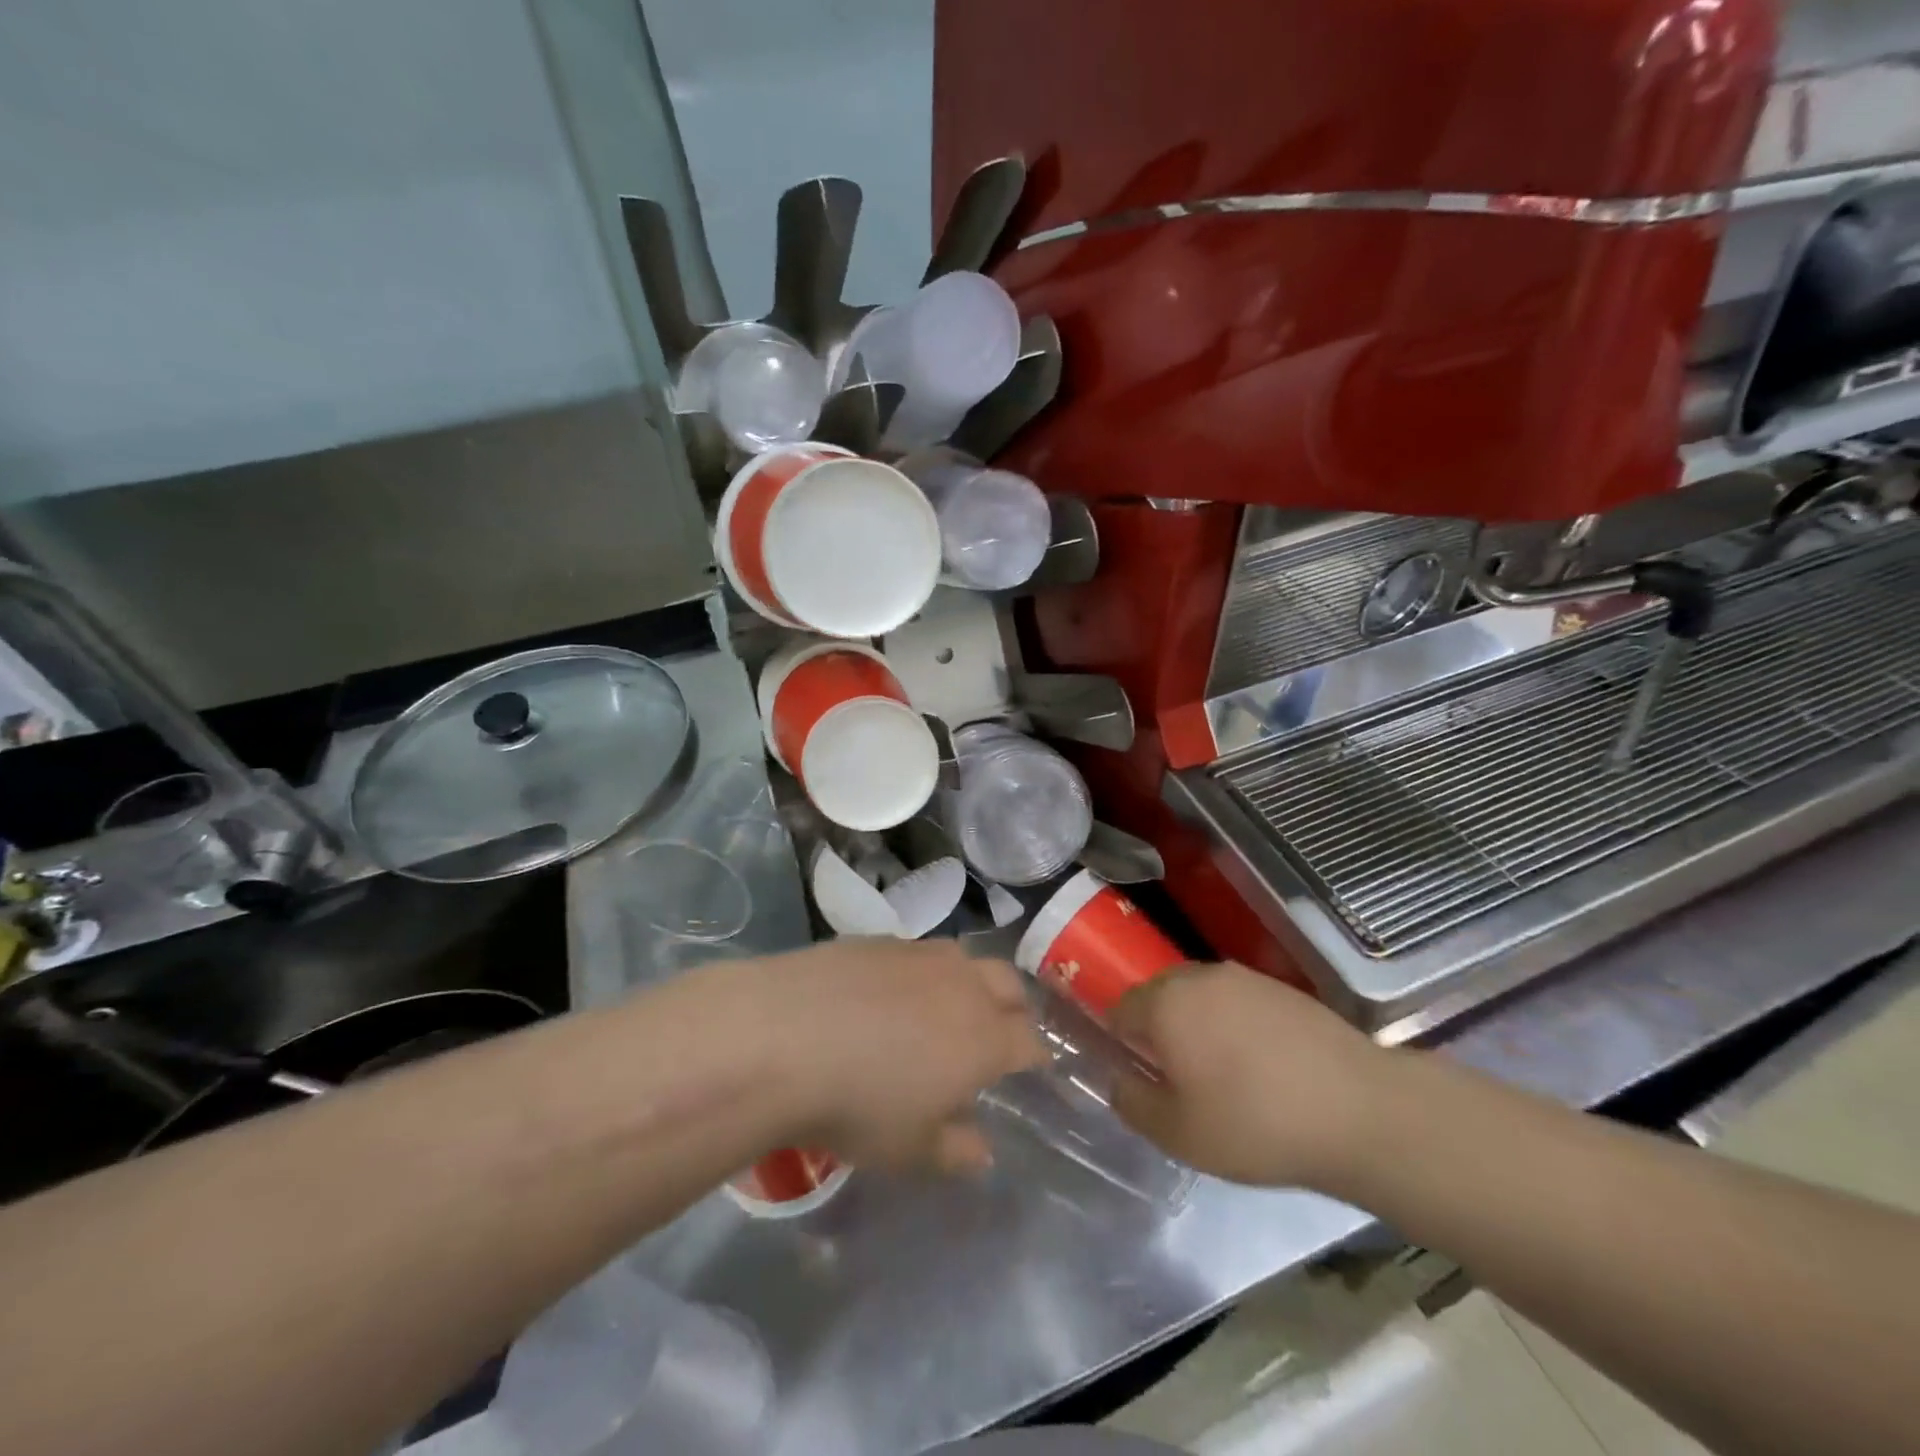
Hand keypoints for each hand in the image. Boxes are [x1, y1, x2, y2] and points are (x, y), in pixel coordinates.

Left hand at [722, 939, 1045, 1173]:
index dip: (1035, 1056)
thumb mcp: (910, 1149)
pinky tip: (891, 991)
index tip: (1033, 1067)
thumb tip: (983, 1149)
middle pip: (1008, 986)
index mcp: (985, 1038)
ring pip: (965, 959)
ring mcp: (920, 955)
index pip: (1029, 1042)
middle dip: (1013, 1008)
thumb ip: (956, 1150)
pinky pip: (917, 951)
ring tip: (948, 1004)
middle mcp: (963, 985)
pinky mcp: (880, 939)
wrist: (784, 1035)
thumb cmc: (858, 1104)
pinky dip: (921, 971)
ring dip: (969, 981)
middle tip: (999, 1031)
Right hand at [1109, 962, 1388, 1190]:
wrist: (1360, 1110)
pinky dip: (1234, 1025)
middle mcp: (1198, 976)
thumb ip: (1132, 1102)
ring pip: (1199, 996)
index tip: (1141, 1077)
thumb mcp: (1179, 1133)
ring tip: (1222, 1074)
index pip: (1119, 1009)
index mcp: (1164, 1003)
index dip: (1120, 1043)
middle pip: (1158, 996)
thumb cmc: (1255, 1123)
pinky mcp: (1280, 988)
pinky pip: (1236, 1001)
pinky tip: (1260, 1065)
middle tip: (1179, 1080)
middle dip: (1158, 1031)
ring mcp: (1243, 978)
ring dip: (1197, 1025)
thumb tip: (1117, 1078)